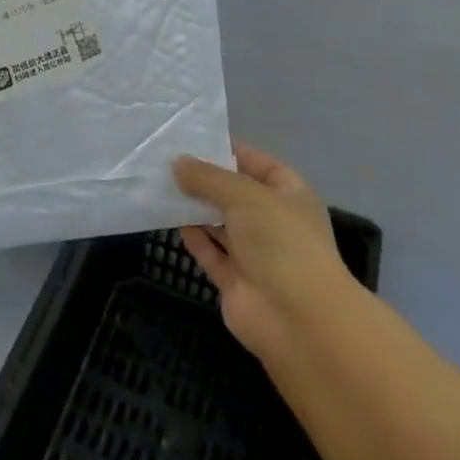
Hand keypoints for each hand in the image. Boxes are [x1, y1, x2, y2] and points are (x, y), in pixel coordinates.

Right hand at [174, 142, 354, 365]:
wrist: (298, 320)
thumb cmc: (280, 242)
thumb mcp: (244, 195)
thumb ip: (208, 178)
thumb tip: (177, 164)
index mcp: (290, 195)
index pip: (259, 164)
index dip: (230, 151)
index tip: (194, 140)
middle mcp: (274, 222)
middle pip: (235, 194)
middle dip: (205, 180)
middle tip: (167, 161)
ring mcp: (255, 254)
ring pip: (220, 223)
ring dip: (195, 208)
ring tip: (161, 185)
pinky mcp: (236, 281)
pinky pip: (211, 252)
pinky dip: (193, 237)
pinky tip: (170, 219)